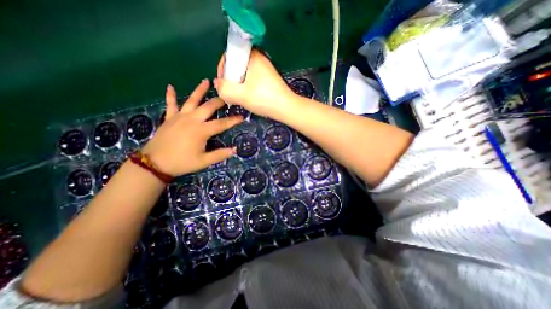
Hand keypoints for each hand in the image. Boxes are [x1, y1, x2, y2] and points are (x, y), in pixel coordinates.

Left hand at [142, 80, 241, 175]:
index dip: (233, 120)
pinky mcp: (169, 118)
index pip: (221, 123)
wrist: (155, 164)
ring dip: (199, 90)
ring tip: (206, 81)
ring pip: (191, 100)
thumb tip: (235, 150)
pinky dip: (171, 95)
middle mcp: (192, 120)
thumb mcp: (204, 161)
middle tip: (227, 96)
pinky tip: (170, 87)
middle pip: (208, 107)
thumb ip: (220, 154)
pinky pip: (170, 104)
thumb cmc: (182, 162)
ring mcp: (179, 117)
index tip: (242, 117)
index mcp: (202, 130)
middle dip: (219, 101)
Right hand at [213, 50, 297, 116]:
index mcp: (252, 56)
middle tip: (231, 93)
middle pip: (237, 66)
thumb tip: (217, 83)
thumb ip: (224, 88)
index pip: (229, 56)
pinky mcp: (269, 79)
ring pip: (245, 74)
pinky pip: (253, 80)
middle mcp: (260, 59)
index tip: (223, 84)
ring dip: (239, 85)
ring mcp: (266, 69)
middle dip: (231, 80)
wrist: (286, 108)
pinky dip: (248, 87)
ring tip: (239, 97)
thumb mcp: (241, 95)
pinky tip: (249, 97)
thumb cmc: (264, 99)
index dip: (223, 70)